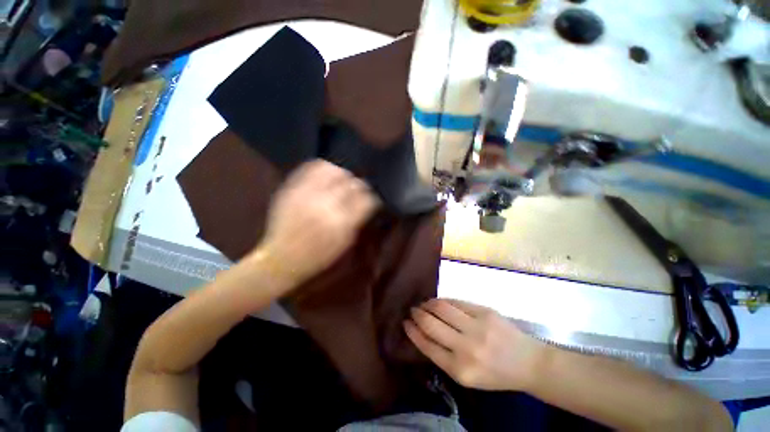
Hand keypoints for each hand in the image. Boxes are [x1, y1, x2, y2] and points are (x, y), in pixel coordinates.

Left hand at [254, 160, 378, 287]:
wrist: (281, 259)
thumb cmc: (318, 257)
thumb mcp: (345, 244)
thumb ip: (359, 220)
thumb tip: (368, 204)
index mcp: (342, 223)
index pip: (367, 199)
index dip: (373, 198)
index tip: (371, 201)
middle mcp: (327, 204)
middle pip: (353, 184)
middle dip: (360, 187)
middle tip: (359, 192)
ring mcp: (308, 193)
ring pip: (335, 171)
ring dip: (344, 175)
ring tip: (344, 181)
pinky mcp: (293, 188)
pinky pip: (312, 167)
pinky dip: (324, 168)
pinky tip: (328, 174)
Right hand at [404, 299, 543, 391]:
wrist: (528, 363)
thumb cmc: (495, 374)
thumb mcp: (467, 376)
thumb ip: (444, 356)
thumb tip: (422, 332)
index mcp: (460, 370)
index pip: (427, 345)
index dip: (413, 332)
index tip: (405, 323)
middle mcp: (466, 347)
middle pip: (431, 324)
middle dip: (417, 314)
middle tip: (412, 310)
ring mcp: (476, 327)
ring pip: (441, 307)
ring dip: (428, 304)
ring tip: (423, 303)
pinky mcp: (484, 311)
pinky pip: (456, 302)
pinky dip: (444, 301)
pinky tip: (439, 302)